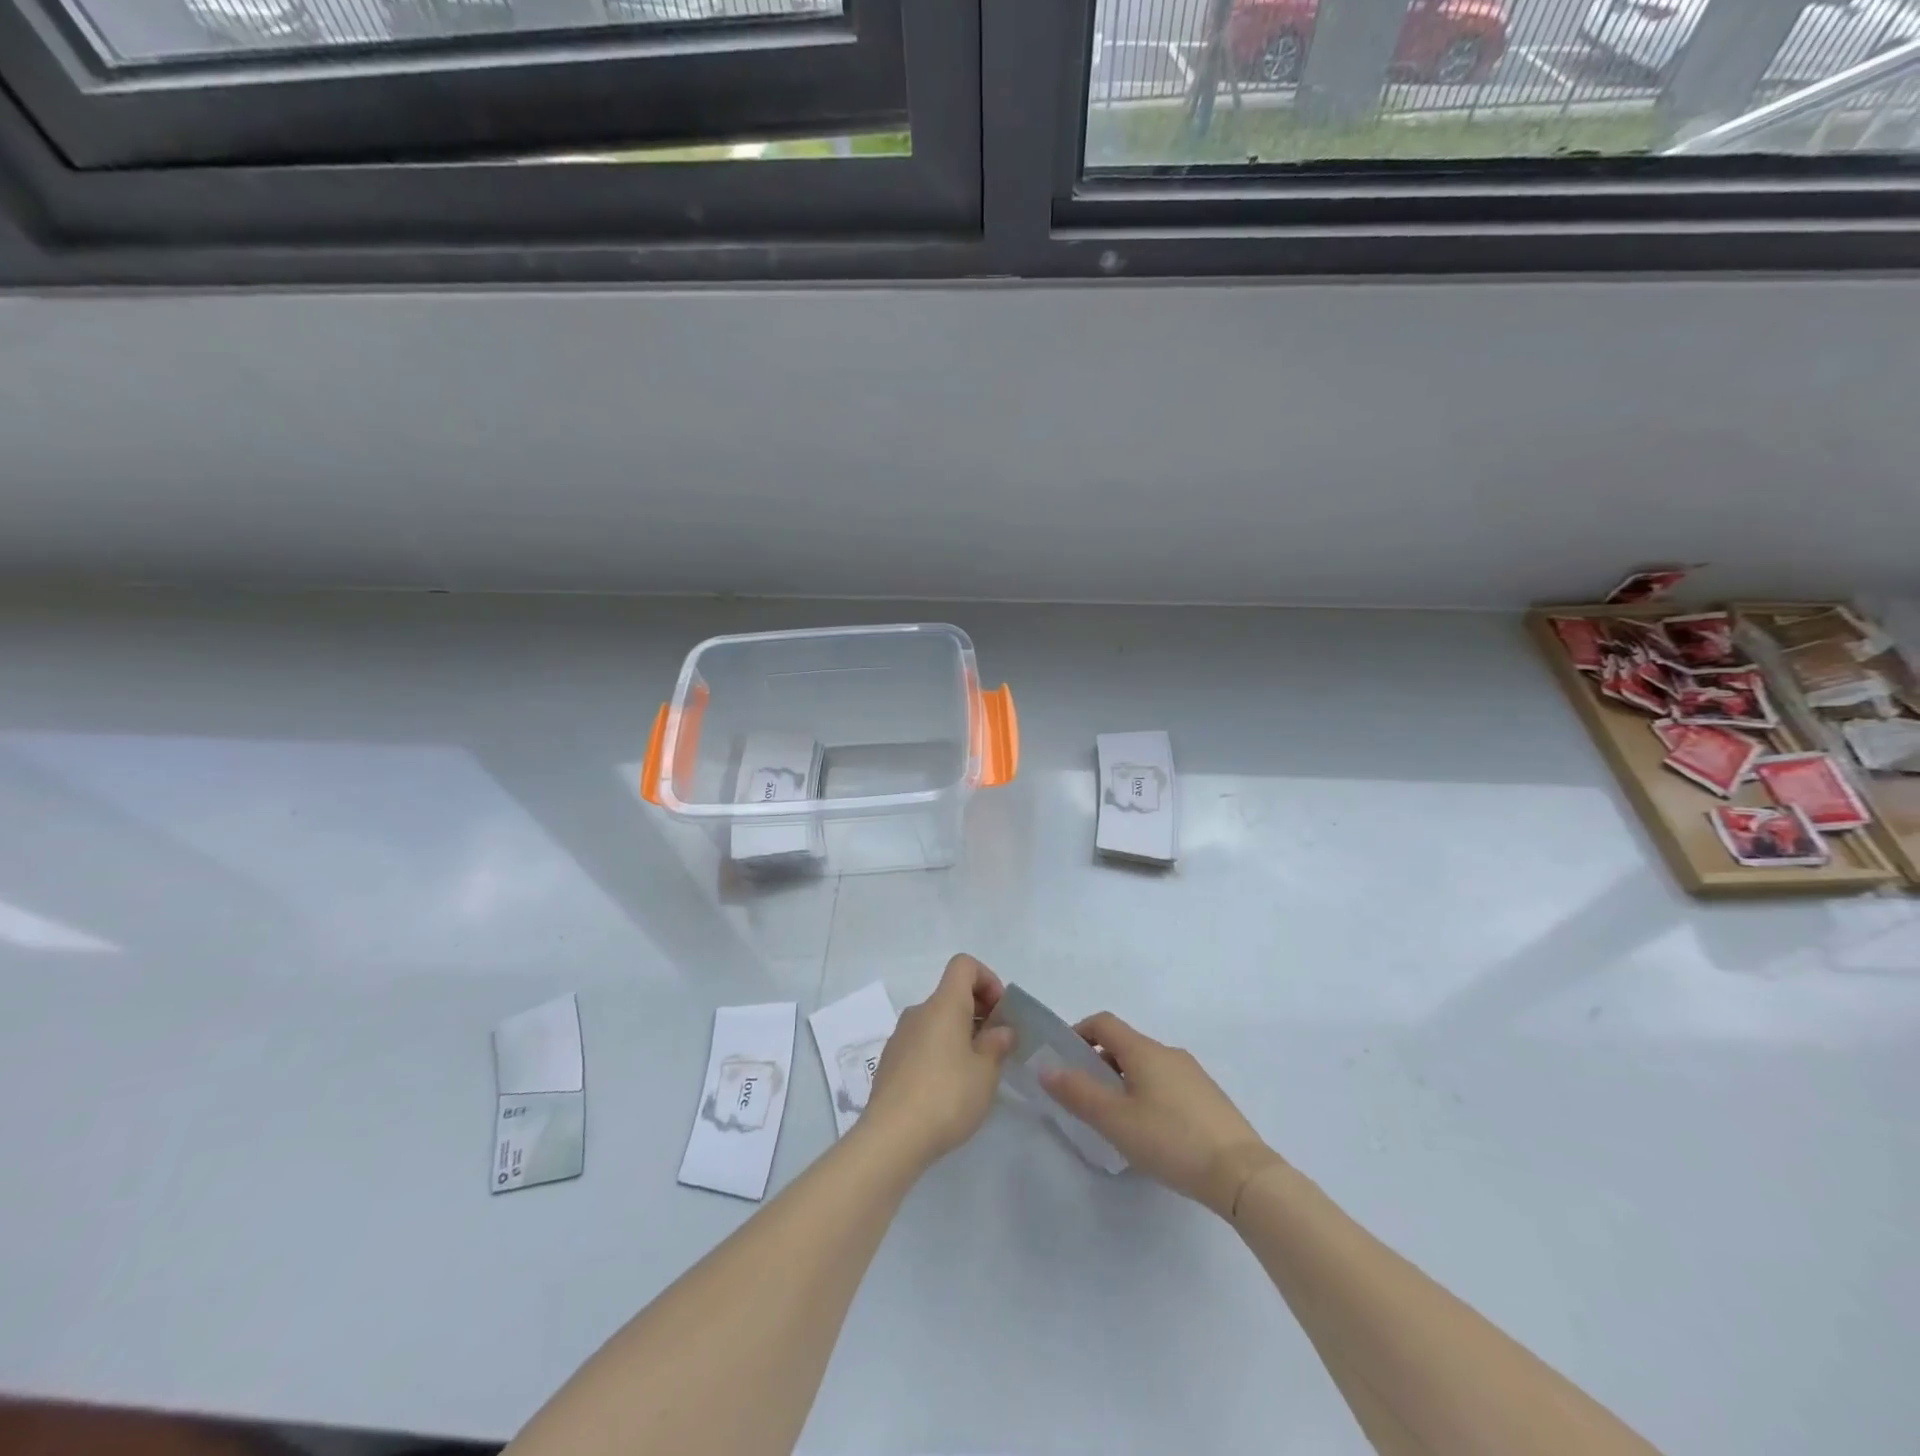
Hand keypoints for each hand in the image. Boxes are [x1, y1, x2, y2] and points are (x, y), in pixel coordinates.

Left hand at [861, 954, 1014, 1169]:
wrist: (891, 1137)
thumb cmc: (946, 1096)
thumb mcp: (985, 1073)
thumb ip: (996, 1045)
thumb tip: (1001, 1030)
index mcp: (943, 1005)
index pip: (963, 965)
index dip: (987, 979)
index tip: (1000, 1012)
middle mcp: (919, 1012)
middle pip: (951, 994)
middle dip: (978, 1012)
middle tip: (996, 1047)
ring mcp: (900, 1036)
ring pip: (937, 1021)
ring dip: (959, 1034)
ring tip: (975, 1072)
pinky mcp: (890, 1061)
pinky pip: (922, 1042)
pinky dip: (940, 1051)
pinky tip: (948, 1089)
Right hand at [1038, 1012, 1281, 1217]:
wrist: (1242, 1173)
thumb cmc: (1171, 1139)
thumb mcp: (1115, 1120)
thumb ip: (1078, 1092)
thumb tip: (1046, 1068)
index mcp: (1144, 1050)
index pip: (1103, 1023)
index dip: (1078, 1033)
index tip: (1063, 1061)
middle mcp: (1168, 1053)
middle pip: (1125, 1045)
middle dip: (1100, 1064)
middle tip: (1086, 1100)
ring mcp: (1193, 1074)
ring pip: (1147, 1067)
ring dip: (1124, 1082)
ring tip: (1118, 1121)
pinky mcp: (1208, 1098)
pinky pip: (1167, 1084)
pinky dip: (1148, 1095)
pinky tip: (1152, 1134)